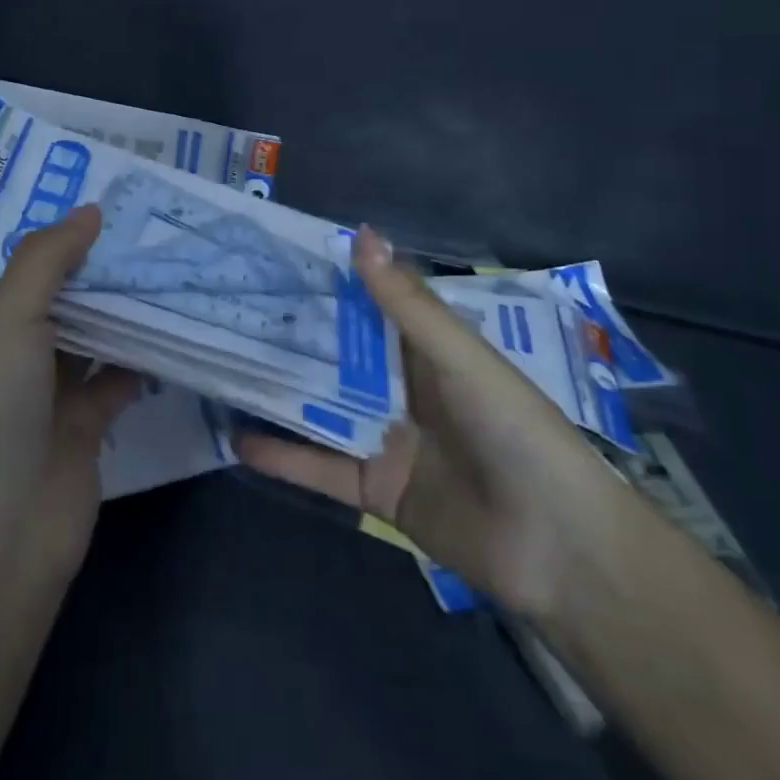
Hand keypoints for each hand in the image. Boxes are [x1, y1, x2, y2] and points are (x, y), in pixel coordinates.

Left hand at [0, 205, 141, 583]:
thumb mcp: (6, 321)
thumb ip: (46, 260)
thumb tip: (91, 209)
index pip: (21, 267)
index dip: (57, 234)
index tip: (104, 199)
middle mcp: (13, 354)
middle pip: (63, 297)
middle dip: (99, 265)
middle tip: (151, 224)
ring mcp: (50, 393)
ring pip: (95, 335)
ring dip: (126, 307)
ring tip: (170, 262)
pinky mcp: (86, 426)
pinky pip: (118, 378)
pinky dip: (143, 356)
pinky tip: (176, 326)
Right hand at [237, 228, 612, 620]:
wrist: (557, 546)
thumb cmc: (514, 429)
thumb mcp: (459, 357)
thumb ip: (406, 303)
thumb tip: (362, 233)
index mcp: (428, 349)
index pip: (370, 305)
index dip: (329, 282)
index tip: (276, 259)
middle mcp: (402, 387)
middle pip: (339, 355)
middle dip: (293, 334)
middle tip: (232, 309)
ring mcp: (386, 438)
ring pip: (323, 407)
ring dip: (280, 391)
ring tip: (223, 366)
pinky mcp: (374, 489)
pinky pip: (321, 468)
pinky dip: (283, 455)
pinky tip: (238, 438)